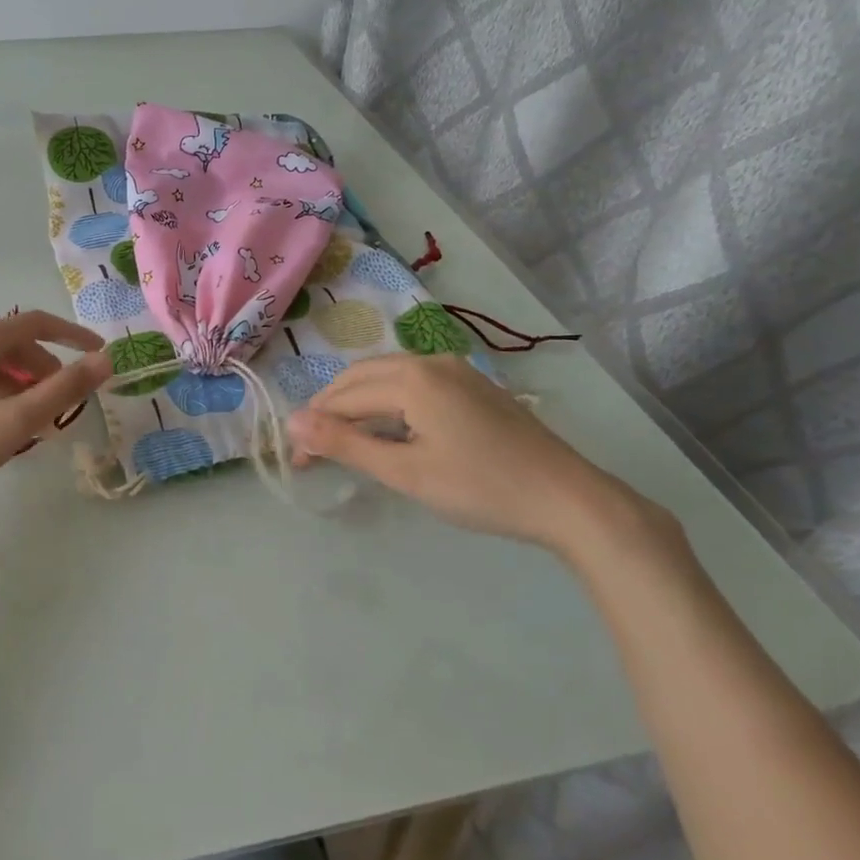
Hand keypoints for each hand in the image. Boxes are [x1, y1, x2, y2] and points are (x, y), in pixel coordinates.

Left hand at [0, 310, 111, 525]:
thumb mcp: (16, 422)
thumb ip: (64, 389)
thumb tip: (104, 359)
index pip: (32, 323)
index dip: (70, 335)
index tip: (96, 353)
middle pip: (6, 344)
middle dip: (41, 368)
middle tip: (59, 403)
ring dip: (14, 383)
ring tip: (27, 420)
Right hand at [287, 354, 659, 558]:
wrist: (568, 498)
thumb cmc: (481, 488)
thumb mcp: (406, 472)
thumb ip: (346, 444)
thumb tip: (291, 424)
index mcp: (411, 378)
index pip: (343, 398)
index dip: (314, 428)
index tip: (297, 461)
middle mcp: (429, 361)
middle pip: (361, 378)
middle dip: (331, 410)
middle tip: (313, 449)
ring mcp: (455, 370)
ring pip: (387, 377)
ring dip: (358, 404)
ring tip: (343, 440)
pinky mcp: (472, 385)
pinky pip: (413, 383)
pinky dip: (387, 402)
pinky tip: (388, 429)